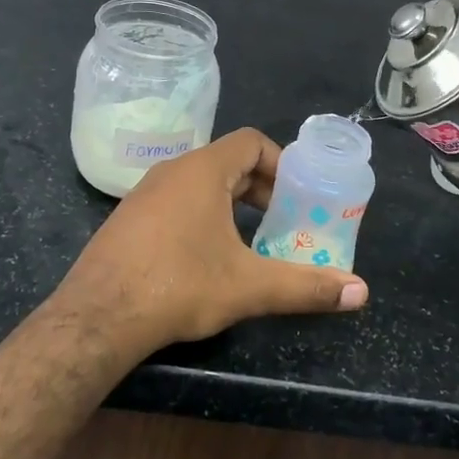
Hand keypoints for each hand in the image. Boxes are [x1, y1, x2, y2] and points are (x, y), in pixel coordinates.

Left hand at [62, 128, 367, 350]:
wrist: (97, 316)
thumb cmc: (178, 285)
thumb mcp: (248, 286)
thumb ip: (305, 286)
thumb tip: (360, 292)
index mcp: (203, 171)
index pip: (251, 141)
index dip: (280, 162)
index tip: (297, 194)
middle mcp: (172, 170)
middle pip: (227, 162)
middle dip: (260, 187)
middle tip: (283, 219)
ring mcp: (144, 193)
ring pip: (200, 183)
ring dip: (230, 203)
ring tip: (250, 239)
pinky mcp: (128, 218)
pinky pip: (175, 201)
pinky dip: (201, 215)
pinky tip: (206, 256)